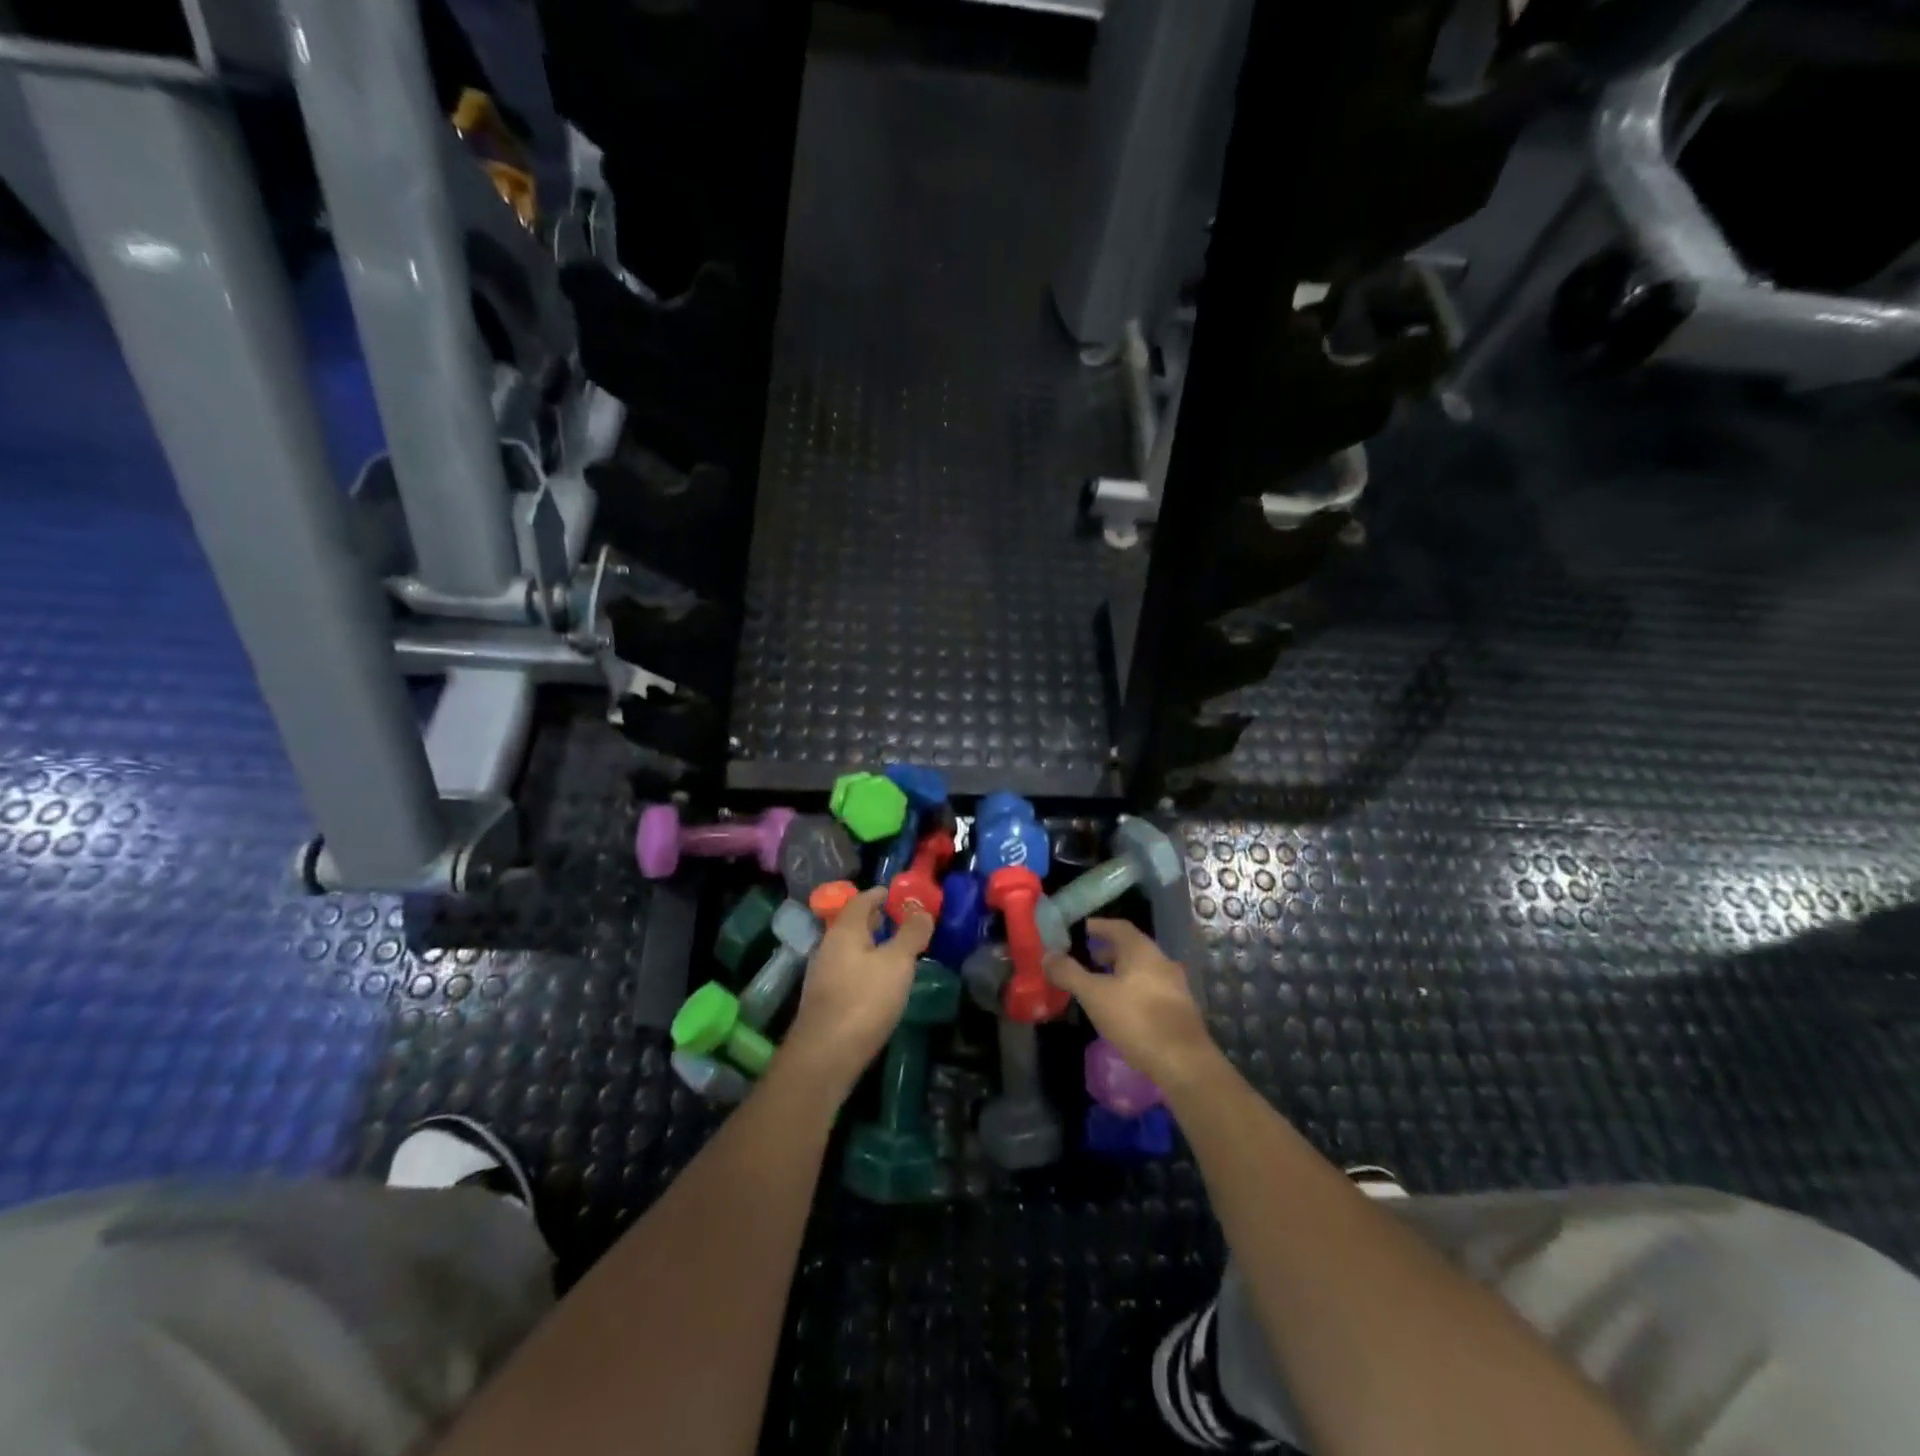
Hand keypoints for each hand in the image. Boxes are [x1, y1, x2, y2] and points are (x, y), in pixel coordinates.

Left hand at [780, 888, 932, 1099]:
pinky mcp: (825, 1001)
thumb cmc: (864, 1001)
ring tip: (896, 951)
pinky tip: (880, 983)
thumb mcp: (897, 963)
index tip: (896, 893)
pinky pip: (848, 971)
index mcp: (844, 931)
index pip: (861, 900)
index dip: (879, 894)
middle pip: (852, 924)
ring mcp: (823, 975)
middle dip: (875, 919)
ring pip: (849, 949)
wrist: (824, 1057)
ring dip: (870, 945)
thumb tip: (922, 910)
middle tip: (900, 919)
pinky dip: (865, 967)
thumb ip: (911, 934)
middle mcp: (828, 947)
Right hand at [1045, 918, 1219, 1089]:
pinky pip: (1151, 988)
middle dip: (1109, 951)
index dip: (1099, 926)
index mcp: (1142, 950)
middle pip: (1132, 948)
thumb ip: (1069, 973)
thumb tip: (1047, 955)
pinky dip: (1133, 989)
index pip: (1119, 927)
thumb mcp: (1094, 995)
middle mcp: (1161, 961)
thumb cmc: (1136, 1019)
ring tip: (1101, 985)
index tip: (1083, 930)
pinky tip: (1122, 1009)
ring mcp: (1174, 985)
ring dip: (1121, 972)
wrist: (1183, 1062)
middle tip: (1088, 958)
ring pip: (1143, 969)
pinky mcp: (1180, 1009)